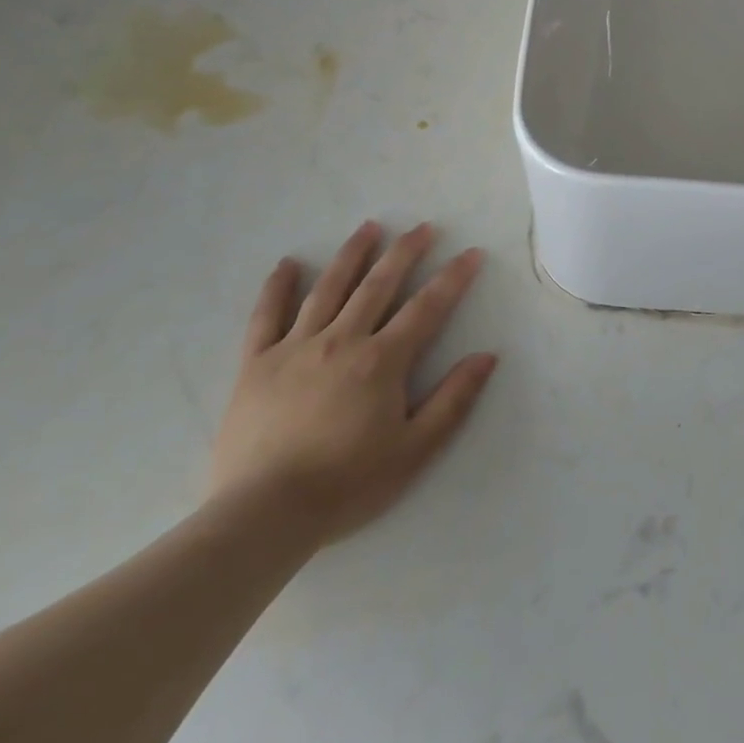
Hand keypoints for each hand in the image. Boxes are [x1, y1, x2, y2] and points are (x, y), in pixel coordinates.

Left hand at [207, 221, 496, 547]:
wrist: (263, 516)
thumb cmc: (347, 484)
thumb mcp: (415, 450)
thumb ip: (453, 400)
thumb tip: (488, 356)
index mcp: (382, 360)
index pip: (427, 307)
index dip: (454, 277)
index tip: (472, 252)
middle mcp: (342, 339)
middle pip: (378, 284)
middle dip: (405, 252)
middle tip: (423, 227)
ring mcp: (295, 347)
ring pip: (328, 288)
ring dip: (352, 254)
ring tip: (369, 226)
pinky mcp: (256, 364)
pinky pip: (266, 316)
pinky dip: (277, 287)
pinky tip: (288, 263)